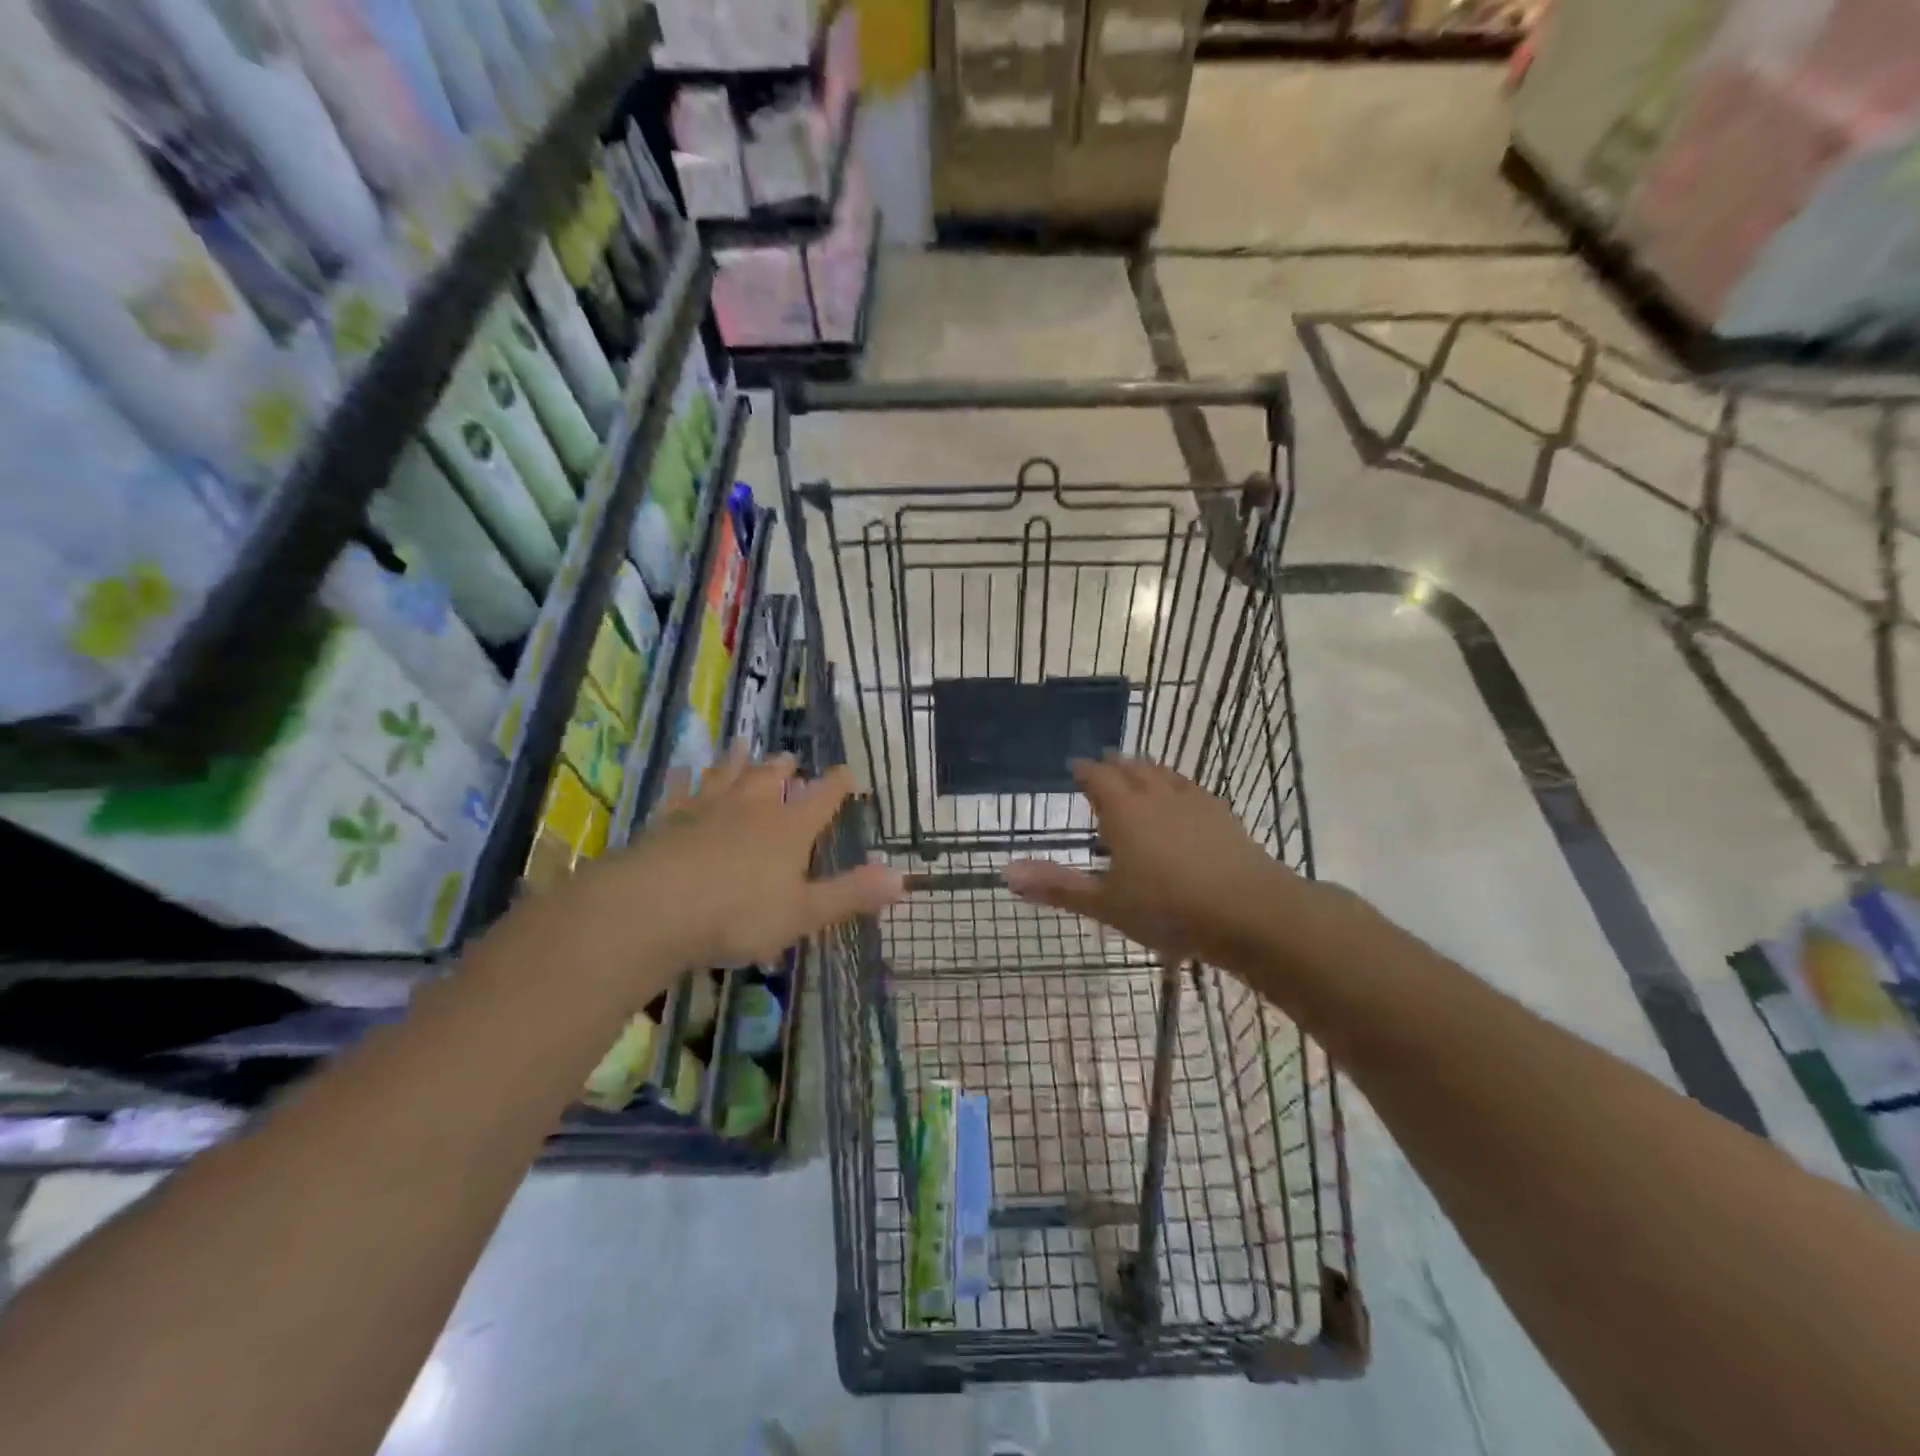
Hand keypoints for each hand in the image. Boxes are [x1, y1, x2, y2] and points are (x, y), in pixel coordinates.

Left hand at [565, 748, 904, 993]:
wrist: (654, 908)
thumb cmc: (738, 914)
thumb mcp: (804, 913)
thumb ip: (851, 894)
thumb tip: (903, 878)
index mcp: (789, 828)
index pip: (822, 797)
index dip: (838, 784)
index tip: (847, 771)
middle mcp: (752, 808)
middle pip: (772, 777)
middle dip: (784, 767)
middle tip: (789, 757)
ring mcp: (707, 809)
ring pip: (727, 774)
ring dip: (737, 760)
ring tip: (742, 744)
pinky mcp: (670, 819)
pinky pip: (681, 790)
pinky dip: (685, 777)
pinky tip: (683, 768)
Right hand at [1003, 754, 1296, 963]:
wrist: (1250, 912)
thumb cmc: (1168, 909)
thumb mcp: (1106, 904)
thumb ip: (1057, 886)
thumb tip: (1005, 872)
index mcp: (1123, 811)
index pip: (1097, 777)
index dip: (1083, 770)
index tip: (1073, 766)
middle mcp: (1156, 796)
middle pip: (1131, 768)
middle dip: (1114, 765)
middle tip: (1103, 763)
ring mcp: (1193, 802)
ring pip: (1163, 774)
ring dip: (1146, 769)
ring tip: (1138, 769)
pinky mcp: (1223, 815)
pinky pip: (1192, 788)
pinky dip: (1177, 784)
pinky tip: (1184, 796)